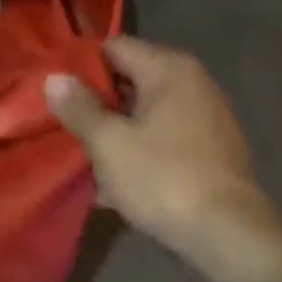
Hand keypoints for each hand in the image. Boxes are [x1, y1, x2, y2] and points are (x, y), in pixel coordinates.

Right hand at [46, 37, 281, 259]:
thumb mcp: (109, 143)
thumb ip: (79, 107)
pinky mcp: (210, 149)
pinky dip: (139, 149)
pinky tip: (115, 179)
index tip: (54, 89)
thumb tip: (54, 77)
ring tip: (83, 154)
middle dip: (96, 101)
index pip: (114, 47)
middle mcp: (193, 83)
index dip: (81, 65)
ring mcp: (206, 117)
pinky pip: (163, 138)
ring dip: (116, 130)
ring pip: (145, 113)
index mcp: (169, 70)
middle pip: (130, 79)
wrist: (227, 234)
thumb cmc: (162, 178)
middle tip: (62, 123)